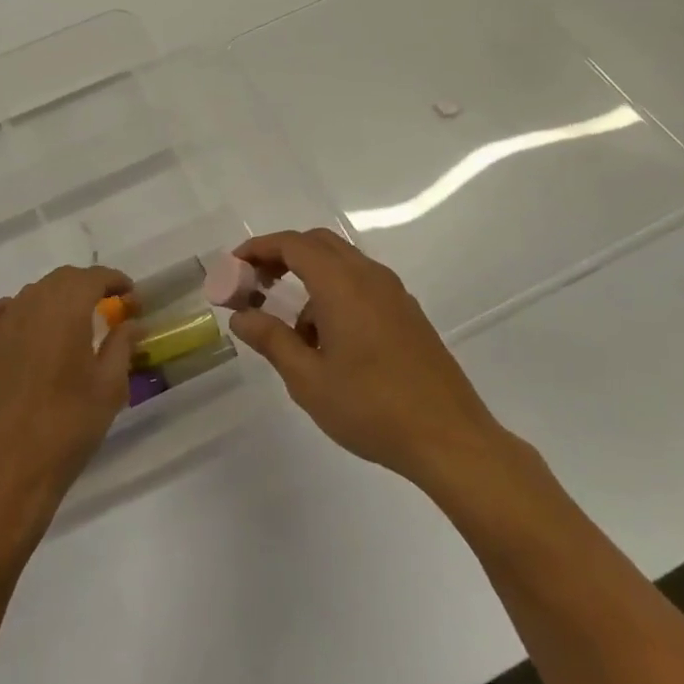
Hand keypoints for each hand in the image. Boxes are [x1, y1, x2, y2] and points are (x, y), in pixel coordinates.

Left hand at [0, 265, 134, 519]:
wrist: (11, 467)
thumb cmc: (69, 425)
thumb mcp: (109, 386)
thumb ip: (122, 345)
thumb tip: (135, 322)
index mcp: (66, 309)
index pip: (93, 277)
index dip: (115, 280)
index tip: (132, 297)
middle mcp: (32, 305)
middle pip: (63, 279)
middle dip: (89, 285)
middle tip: (111, 307)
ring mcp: (2, 324)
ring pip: (33, 292)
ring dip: (57, 297)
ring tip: (75, 321)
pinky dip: (17, 308)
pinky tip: (27, 326)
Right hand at [230, 230, 506, 489]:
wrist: (450, 439)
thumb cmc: (372, 408)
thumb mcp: (309, 379)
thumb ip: (271, 340)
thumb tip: (241, 316)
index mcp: (343, 285)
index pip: (293, 245)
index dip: (259, 248)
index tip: (234, 266)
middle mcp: (370, 277)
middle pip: (318, 244)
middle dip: (282, 257)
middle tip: (255, 285)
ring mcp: (394, 294)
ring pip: (342, 265)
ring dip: (309, 279)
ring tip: (293, 331)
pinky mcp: (407, 313)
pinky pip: (362, 285)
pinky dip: (334, 294)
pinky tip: (329, 343)